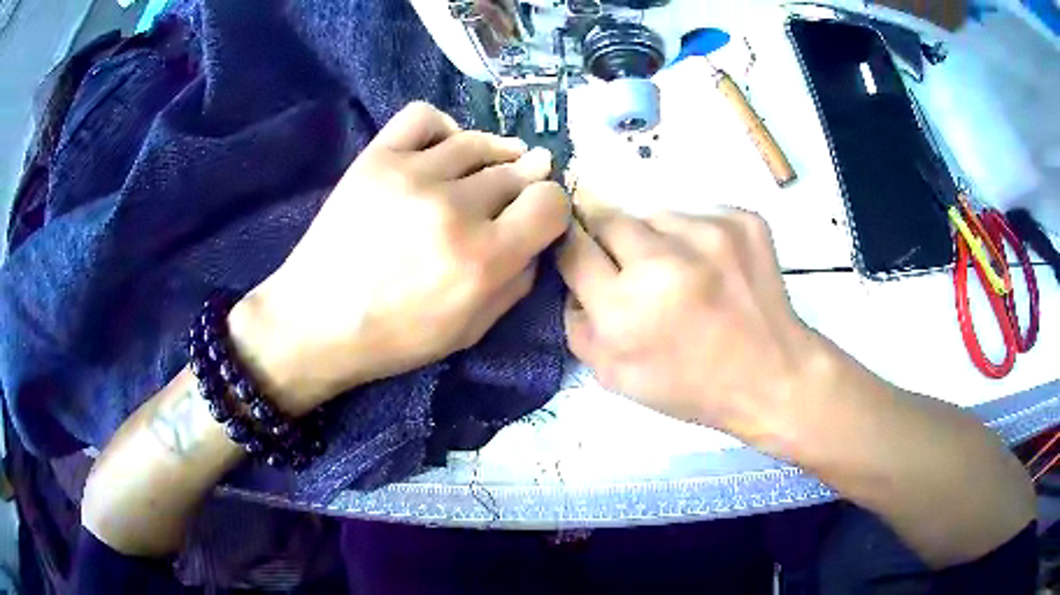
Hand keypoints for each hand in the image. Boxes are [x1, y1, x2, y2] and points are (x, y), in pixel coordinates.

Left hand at [229, 102, 569, 413]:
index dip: (551, 207)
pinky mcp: (377, 157)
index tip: (536, 216)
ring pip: (479, 142)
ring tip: (482, 172)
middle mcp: (455, 208)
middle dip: (521, 187)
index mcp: (483, 259)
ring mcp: (413, 174)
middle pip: (518, 170)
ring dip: (493, 155)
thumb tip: (536, 238)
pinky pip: (426, 117)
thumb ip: (517, 284)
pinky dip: (444, 128)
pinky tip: (443, 151)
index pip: (551, 203)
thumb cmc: (396, 337)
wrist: (317, 322)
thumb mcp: (471, 331)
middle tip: (504, 201)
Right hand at [559, 210, 829, 443]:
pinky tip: (712, 268)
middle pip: (608, 217)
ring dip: (656, 238)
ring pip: (655, 214)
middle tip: (632, 267)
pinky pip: (697, 213)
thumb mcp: (614, 376)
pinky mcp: (743, 220)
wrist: (771, 375)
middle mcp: (665, 261)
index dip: (570, 246)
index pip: (573, 247)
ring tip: (681, 273)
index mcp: (625, 308)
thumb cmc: (690, 385)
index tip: (578, 249)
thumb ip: (576, 322)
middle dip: (610, 240)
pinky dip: (694, 237)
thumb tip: (573, 276)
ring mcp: (710, 233)